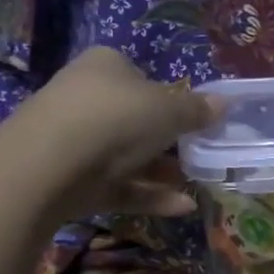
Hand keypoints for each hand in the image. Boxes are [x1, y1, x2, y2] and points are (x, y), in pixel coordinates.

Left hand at [4, 48, 219, 218]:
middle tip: (201, 154)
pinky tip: (183, 207)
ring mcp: (76, 141)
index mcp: (106, 66)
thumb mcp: (167, 110)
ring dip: (162, 171)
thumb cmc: (114, 118)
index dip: (170, 97)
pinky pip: (118, 186)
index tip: (195, 120)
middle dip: (168, 140)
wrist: (48, 165)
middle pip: (135, 119)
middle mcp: (86, 98)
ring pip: (127, 157)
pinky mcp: (72, 181)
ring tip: (199, 183)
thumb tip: (225, 103)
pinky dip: (149, 195)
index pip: (141, 77)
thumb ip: (196, 110)